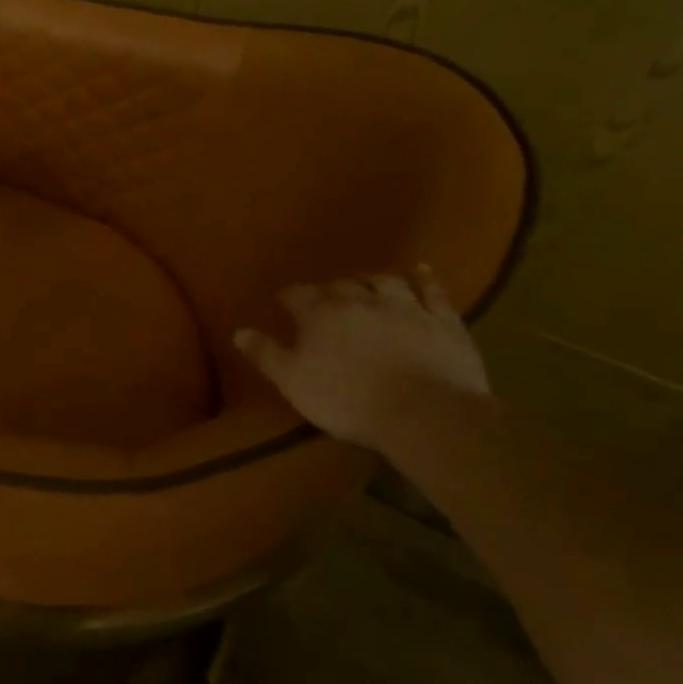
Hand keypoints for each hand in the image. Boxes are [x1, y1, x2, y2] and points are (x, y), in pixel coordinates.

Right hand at [233, 265, 491, 449]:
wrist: (426, 413)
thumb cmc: (348, 400)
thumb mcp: (293, 382)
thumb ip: (266, 354)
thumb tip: (239, 331)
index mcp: (319, 314)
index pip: (296, 295)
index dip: (288, 297)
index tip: (282, 303)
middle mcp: (360, 300)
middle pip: (339, 285)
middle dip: (329, 289)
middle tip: (324, 297)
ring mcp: (405, 307)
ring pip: (384, 282)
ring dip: (371, 279)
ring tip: (364, 282)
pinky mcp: (443, 321)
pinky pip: (432, 291)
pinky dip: (424, 279)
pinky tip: (421, 270)